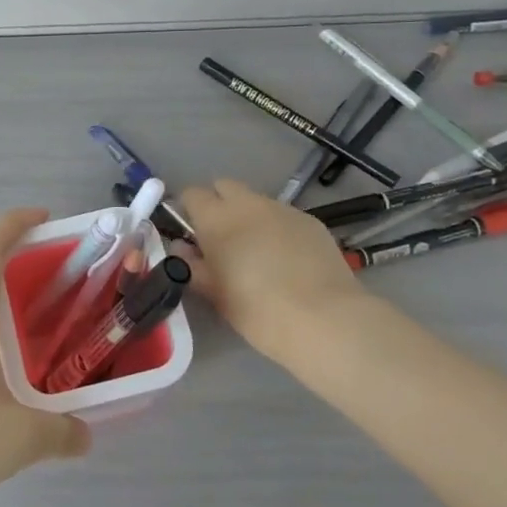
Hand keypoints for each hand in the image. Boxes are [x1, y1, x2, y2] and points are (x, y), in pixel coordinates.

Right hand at [177, 178, 368, 363]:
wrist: (323, 319)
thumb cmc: (257, 310)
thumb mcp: (215, 294)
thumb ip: (193, 266)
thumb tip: (182, 249)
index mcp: (216, 218)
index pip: (192, 194)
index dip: (188, 209)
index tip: (191, 233)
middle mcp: (247, 204)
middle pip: (225, 186)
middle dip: (219, 204)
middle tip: (222, 238)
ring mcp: (283, 209)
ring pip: (257, 201)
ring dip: (250, 217)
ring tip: (259, 251)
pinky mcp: (311, 221)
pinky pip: (285, 216)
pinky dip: (278, 229)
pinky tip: (288, 259)